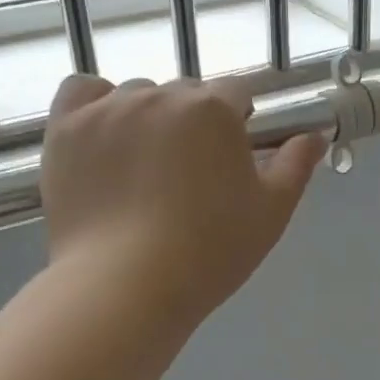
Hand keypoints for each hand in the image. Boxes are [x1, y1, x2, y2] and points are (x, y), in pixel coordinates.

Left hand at [41, 75, 325, 326]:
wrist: (124, 287)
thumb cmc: (209, 253)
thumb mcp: (270, 213)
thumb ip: (296, 165)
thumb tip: (314, 134)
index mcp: (213, 109)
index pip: (237, 92)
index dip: (239, 122)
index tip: (232, 157)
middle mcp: (160, 95)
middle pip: (187, 94)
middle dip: (195, 123)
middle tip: (189, 175)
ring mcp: (107, 109)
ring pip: (137, 95)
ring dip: (148, 118)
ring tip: (142, 169)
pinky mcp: (65, 128)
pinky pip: (81, 91)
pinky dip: (95, 105)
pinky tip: (103, 134)